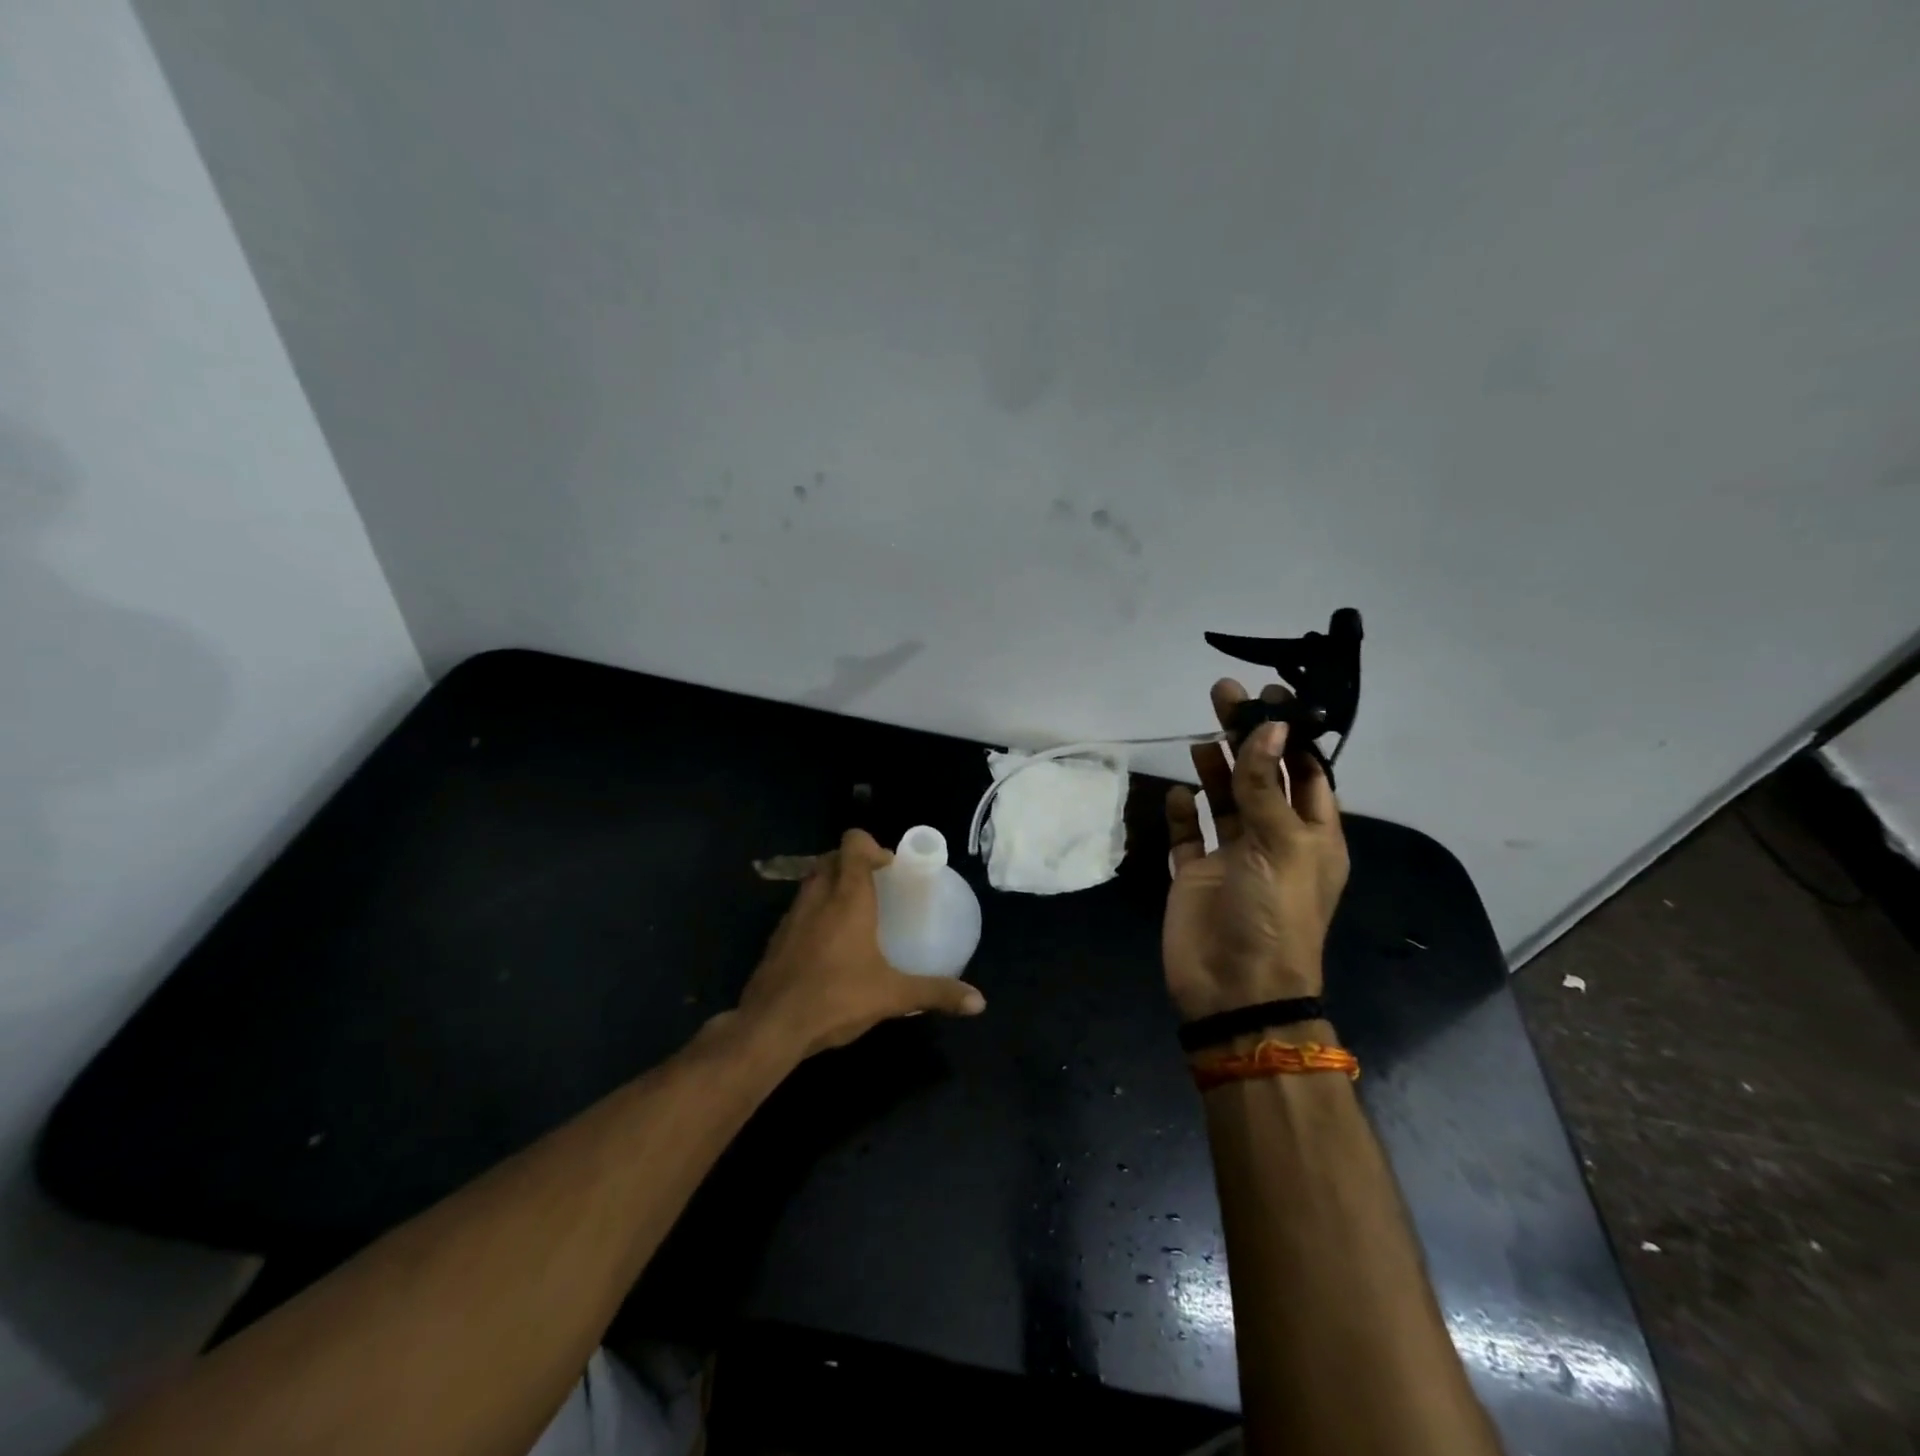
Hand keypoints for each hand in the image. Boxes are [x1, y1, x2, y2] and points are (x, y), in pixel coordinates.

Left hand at [736, 828, 985, 1059]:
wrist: (770, 1027)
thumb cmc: (836, 998)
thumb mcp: (893, 996)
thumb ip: (936, 992)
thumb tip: (979, 1002)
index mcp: (847, 897)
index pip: (854, 844)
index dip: (871, 846)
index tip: (890, 868)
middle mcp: (818, 897)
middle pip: (831, 858)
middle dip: (852, 863)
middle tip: (876, 887)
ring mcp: (792, 916)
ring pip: (812, 882)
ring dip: (831, 884)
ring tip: (854, 913)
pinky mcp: (776, 938)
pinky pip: (799, 909)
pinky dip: (815, 911)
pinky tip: (829, 945)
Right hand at [1162, 680, 1349, 1021]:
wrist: (1233, 988)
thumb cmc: (1272, 913)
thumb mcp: (1280, 845)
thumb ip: (1267, 785)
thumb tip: (1268, 728)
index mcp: (1313, 836)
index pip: (1307, 772)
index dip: (1289, 734)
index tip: (1270, 695)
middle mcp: (1274, 840)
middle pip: (1261, 777)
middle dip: (1246, 738)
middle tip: (1224, 694)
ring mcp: (1232, 858)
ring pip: (1226, 801)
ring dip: (1215, 769)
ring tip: (1201, 735)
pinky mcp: (1196, 874)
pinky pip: (1189, 835)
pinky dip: (1184, 813)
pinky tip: (1178, 793)